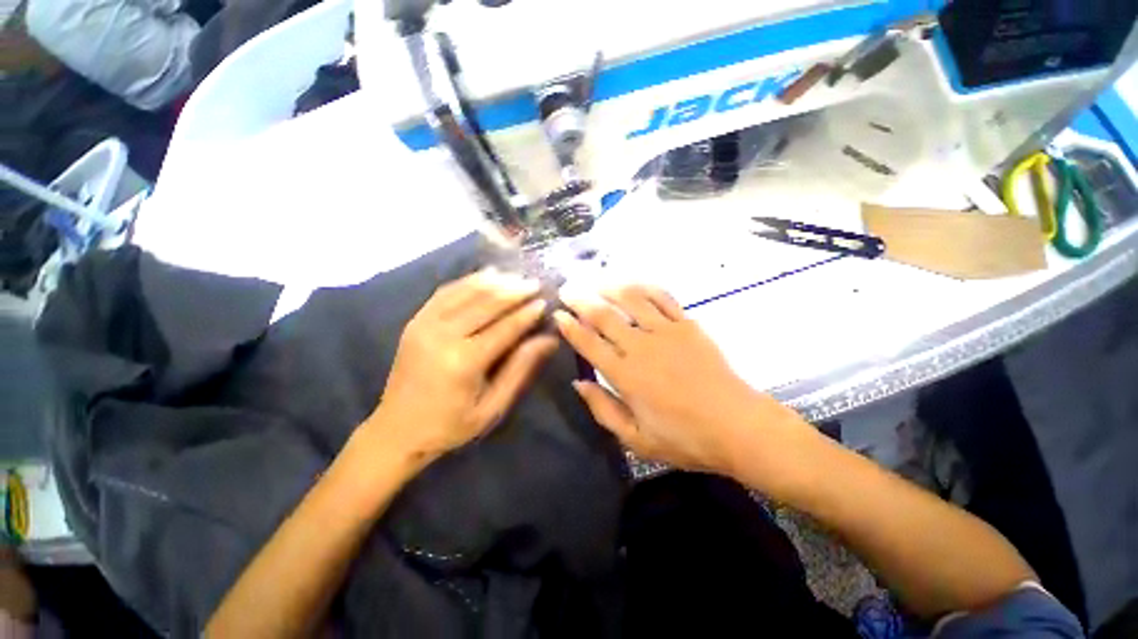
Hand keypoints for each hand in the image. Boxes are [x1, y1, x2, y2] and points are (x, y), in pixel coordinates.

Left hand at [365, 269, 557, 469]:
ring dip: (495, 282)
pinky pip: (446, 292)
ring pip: (466, 292)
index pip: (505, 328)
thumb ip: (520, 369)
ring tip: (517, 277)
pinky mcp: (415, 321)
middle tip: (536, 283)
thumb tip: (549, 340)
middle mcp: (442, 336)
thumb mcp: (493, 406)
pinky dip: (469, 281)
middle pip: (486, 303)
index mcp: (463, 362)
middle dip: (515, 291)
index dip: (528, 313)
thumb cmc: (451, 425)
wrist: (396, 430)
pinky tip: (487, 276)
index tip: (546, 301)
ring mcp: (425, 324)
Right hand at [554, 285, 807, 477]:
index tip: (557, 314)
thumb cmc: (684, 438)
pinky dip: (645, 287)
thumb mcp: (636, 439)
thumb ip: (603, 409)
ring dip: (610, 287)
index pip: (588, 343)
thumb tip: (579, 383)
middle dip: (581, 300)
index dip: (570, 326)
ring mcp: (666, 332)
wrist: (737, 426)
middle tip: (567, 290)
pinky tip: (634, 285)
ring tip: (596, 281)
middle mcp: (641, 347)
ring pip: (631, 299)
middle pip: (604, 315)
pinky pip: (663, 298)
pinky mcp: (687, 325)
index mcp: (625, 375)